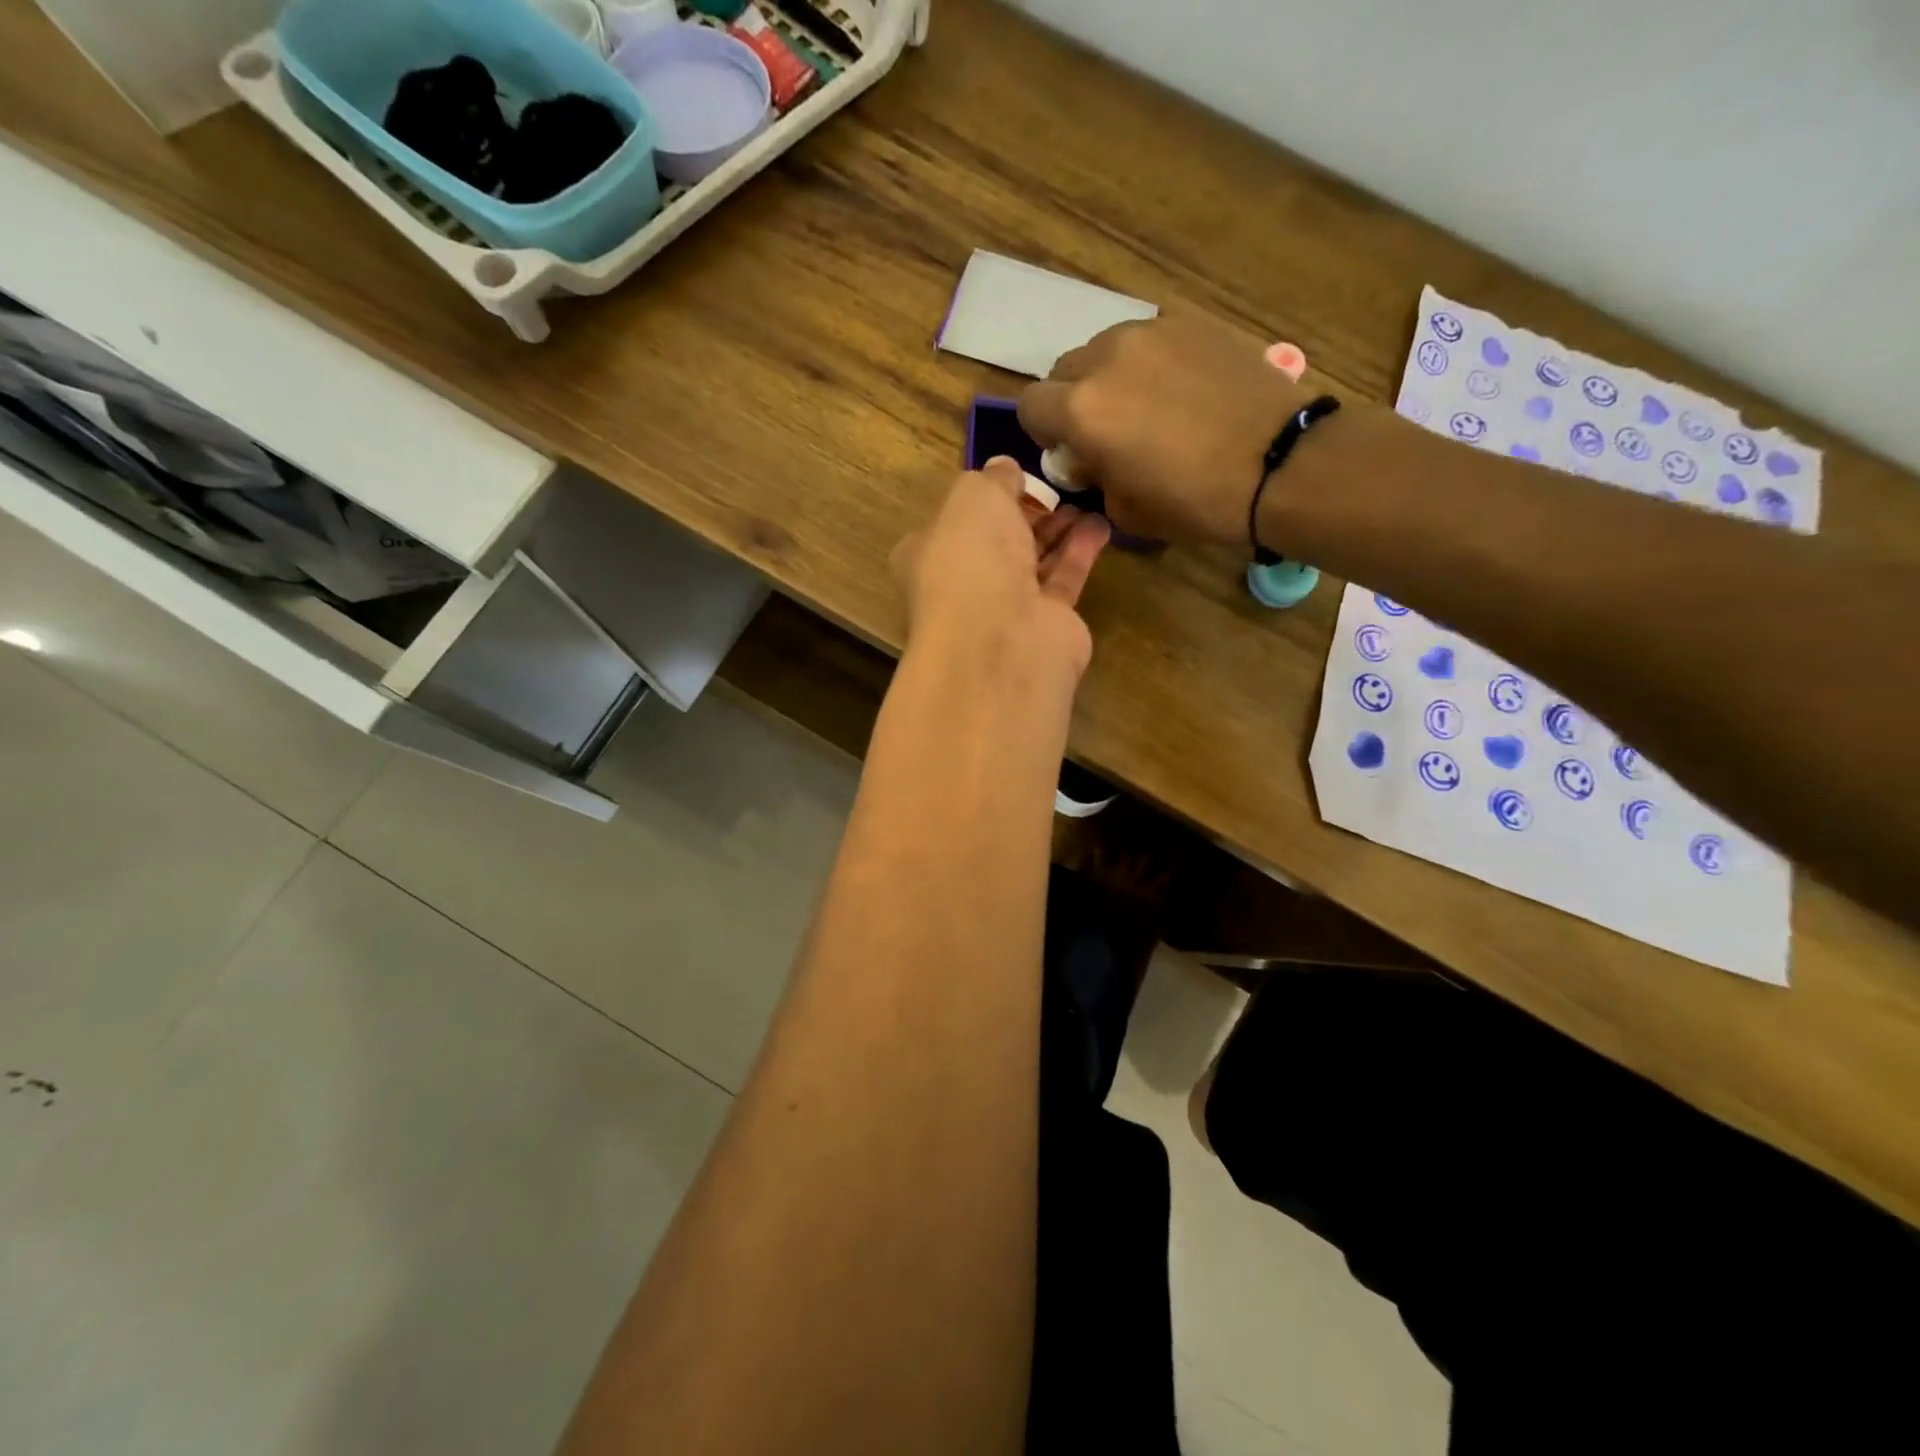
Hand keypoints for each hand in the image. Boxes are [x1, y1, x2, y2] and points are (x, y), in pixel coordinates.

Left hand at [892, 458, 1110, 684]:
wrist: (1002, 639)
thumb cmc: (971, 559)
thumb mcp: (974, 496)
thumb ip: (992, 479)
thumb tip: (1005, 469)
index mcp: (928, 555)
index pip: (952, 523)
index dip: (982, 499)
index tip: (1013, 479)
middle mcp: (963, 585)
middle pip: (997, 544)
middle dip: (1025, 515)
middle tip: (1056, 489)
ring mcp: (1004, 610)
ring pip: (1032, 562)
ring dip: (1057, 531)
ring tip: (1085, 501)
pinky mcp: (1045, 625)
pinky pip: (1063, 581)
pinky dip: (1080, 552)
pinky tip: (1100, 525)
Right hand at [1018, 306, 1311, 547]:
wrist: (1281, 464)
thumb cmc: (1197, 502)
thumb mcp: (1127, 510)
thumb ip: (1093, 477)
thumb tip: (1090, 460)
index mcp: (1082, 410)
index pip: (1030, 405)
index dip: (1043, 432)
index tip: (1069, 452)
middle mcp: (1106, 358)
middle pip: (1064, 370)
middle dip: (1074, 401)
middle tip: (1108, 432)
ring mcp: (1152, 331)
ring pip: (1106, 349)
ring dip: (1111, 378)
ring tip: (1149, 407)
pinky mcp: (1192, 321)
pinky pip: (1149, 340)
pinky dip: (1151, 363)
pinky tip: (1184, 391)